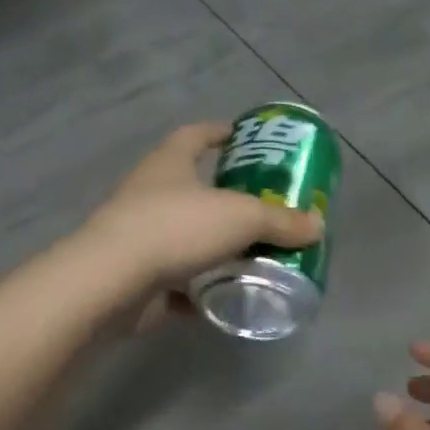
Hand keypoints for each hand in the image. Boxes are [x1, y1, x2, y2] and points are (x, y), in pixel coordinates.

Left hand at [80, 122, 324, 321]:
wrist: (112, 282)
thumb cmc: (176, 229)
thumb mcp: (241, 218)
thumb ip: (281, 222)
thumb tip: (316, 225)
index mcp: (169, 164)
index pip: (195, 135)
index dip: (218, 132)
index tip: (242, 137)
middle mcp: (150, 193)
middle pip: (192, 187)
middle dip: (227, 196)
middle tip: (265, 207)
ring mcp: (139, 235)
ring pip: (186, 235)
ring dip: (216, 245)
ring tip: (254, 255)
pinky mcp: (137, 276)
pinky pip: (177, 280)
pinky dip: (200, 289)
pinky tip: (226, 297)